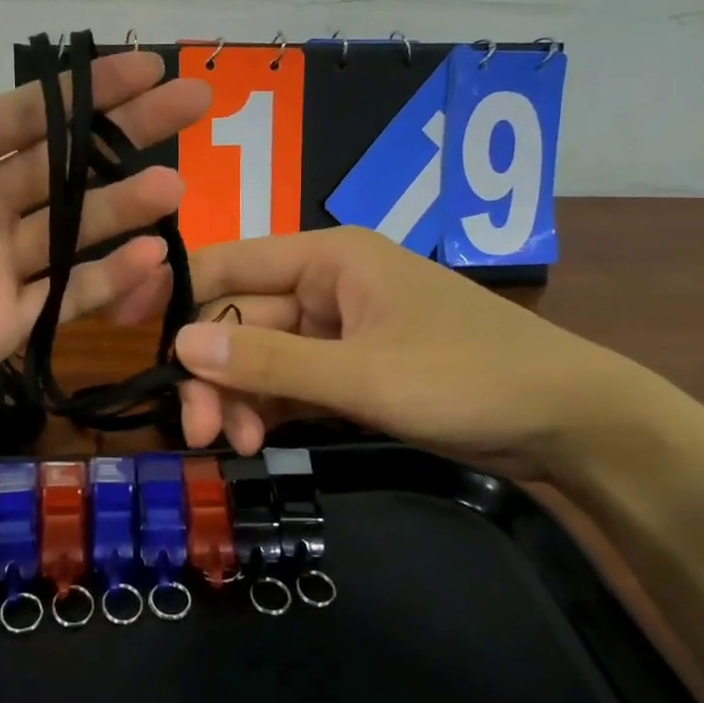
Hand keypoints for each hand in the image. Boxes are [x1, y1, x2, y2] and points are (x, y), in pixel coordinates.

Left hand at [0, 33, 208, 459]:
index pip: (27, 116)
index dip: (85, 92)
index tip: (145, 68)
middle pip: (68, 165)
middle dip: (129, 134)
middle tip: (195, 104)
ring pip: (78, 230)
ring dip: (127, 207)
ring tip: (177, 188)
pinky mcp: (8, 327)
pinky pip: (68, 296)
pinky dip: (110, 279)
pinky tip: (152, 257)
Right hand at [115, 227, 640, 482]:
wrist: (568, 421)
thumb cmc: (468, 378)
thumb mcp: (363, 375)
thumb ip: (269, 362)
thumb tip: (178, 346)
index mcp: (329, 257)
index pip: (229, 264)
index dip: (178, 296)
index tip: (135, 340)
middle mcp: (326, 283)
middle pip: (241, 320)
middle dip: (215, 373)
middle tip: (199, 433)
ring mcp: (339, 328)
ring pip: (262, 356)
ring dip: (241, 397)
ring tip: (237, 445)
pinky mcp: (353, 368)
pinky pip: (292, 380)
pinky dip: (271, 408)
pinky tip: (260, 440)